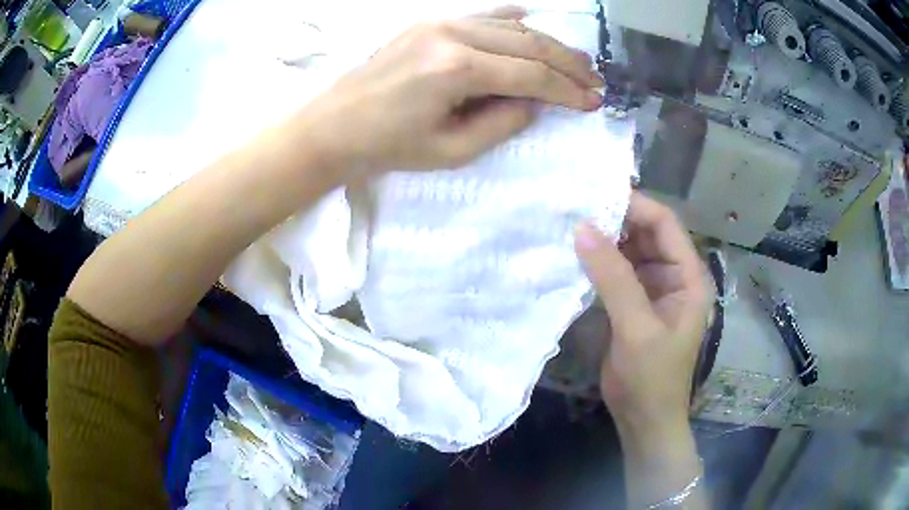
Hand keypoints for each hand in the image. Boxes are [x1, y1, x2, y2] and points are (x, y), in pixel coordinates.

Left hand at [296, 6, 603, 179]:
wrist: (335, 126)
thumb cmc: (388, 147)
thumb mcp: (451, 150)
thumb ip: (502, 123)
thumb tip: (535, 102)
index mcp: (456, 69)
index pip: (530, 74)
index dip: (566, 90)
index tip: (593, 101)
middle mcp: (451, 35)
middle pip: (527, 43)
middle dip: (567, 63)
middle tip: (595, 79)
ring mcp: (439, 23)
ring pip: (509, 26)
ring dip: (546, 42)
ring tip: (575, 60)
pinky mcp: (428, 23)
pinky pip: (481, 15)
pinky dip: (511, 19)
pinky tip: (531, 20)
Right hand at [574, 192, 709, 436]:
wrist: (644, 419)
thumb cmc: (651, 378)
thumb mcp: (636, 328)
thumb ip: (613, 278)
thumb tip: (582, 228)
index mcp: (688, 277)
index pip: (665, 225)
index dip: (635, 206)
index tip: (594, 196)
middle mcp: (673, 275)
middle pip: (647, 233)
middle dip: (615, 219)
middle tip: (575, 208)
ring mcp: (653, 288)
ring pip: (629, 250)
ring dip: (604, 239)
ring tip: (570, 225)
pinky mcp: (634, 302)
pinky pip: (617, 271)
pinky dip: (598, 262)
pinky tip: (575, 255)